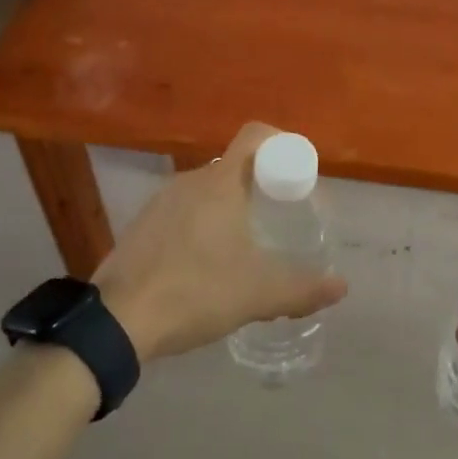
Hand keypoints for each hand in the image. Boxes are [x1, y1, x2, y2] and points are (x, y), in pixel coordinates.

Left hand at [94, 122, 348, 361]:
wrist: (116, 322)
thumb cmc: (195, 292)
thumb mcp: (258, 294)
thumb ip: (303, 289)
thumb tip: (341, 286)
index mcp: (219, 183)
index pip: (255, 136)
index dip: (282, 144)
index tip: (297, 174)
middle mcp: (189, 181)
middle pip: (233, 165)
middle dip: (260, 185)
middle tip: (280, 217)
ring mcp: (160, 202)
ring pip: (207, 190)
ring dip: (230, 207)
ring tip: (246, 245)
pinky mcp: (141, 225)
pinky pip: (183, 211)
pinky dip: (202, 225)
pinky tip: (206, 264)